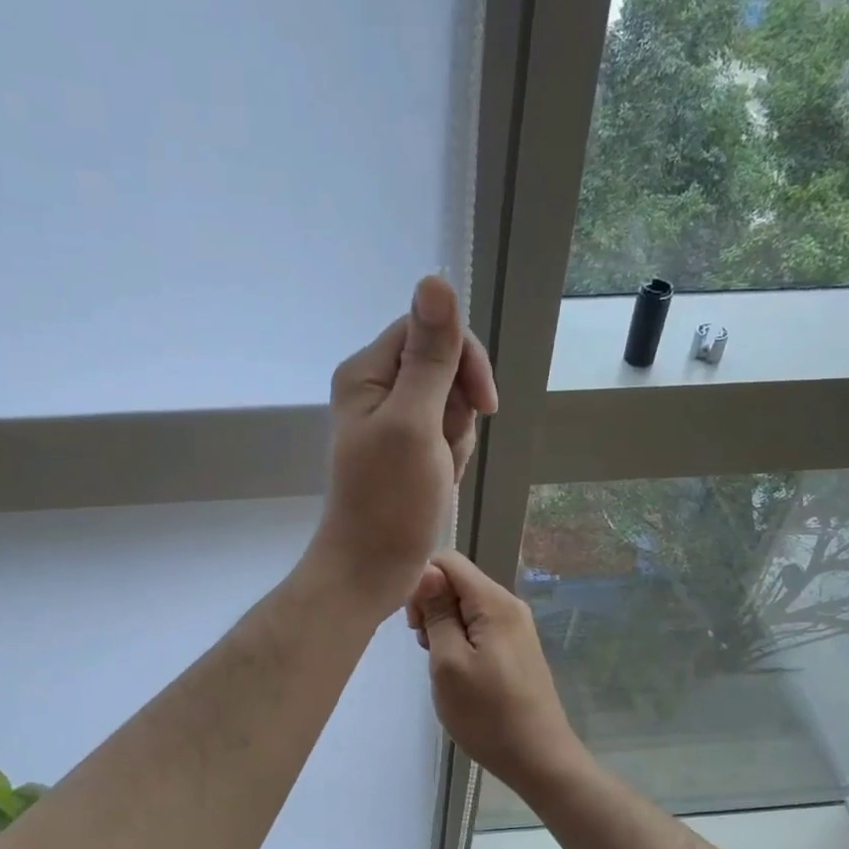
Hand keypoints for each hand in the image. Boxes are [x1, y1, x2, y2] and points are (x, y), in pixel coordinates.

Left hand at [309, 276, 497, 610]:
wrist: (372, 569)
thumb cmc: (390, 502)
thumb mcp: (416, 422)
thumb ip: (430, 355)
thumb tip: (435, 279)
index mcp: (367, 372)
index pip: (430, 330)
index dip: (464, 361)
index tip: (481, 406)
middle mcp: (375, 388)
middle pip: (444, 366)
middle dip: (459, 409)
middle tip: (443, 449)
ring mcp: (391, 420)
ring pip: (451, 402)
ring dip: (457, 438)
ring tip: (438, 471)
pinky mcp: (405, 448)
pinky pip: (446, 433)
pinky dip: (452, 456)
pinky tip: (439, 481)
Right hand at [406, 550, 589, 797]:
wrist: (538, 758)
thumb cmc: (487, 714)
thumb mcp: (449, 663)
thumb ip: (437, 613)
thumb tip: (427, 570)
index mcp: (494, 602)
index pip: (448, 561)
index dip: (421, 584)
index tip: (414, 625)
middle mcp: (509, 605)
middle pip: (457, 582)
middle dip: (431, 607)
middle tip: (426, 649)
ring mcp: (515, 627)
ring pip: (465, 607)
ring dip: (443, 628)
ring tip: (441, 666)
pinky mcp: (515, 648)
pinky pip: (478, 627)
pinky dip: (459, 641)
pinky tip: (458, 672)